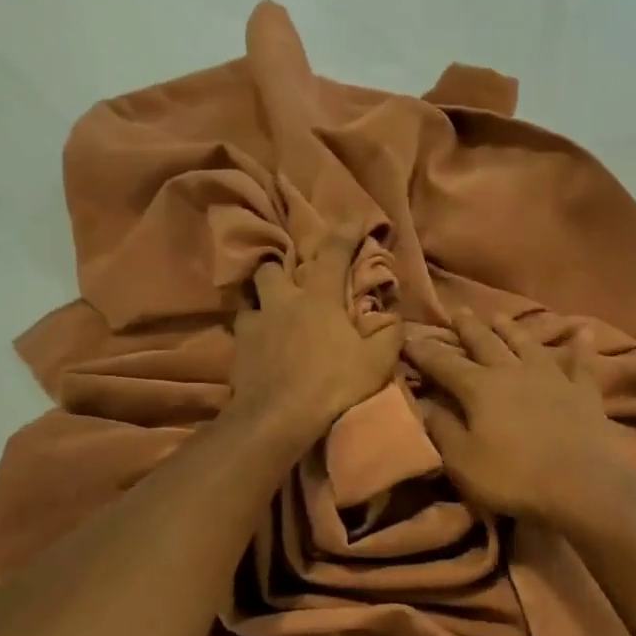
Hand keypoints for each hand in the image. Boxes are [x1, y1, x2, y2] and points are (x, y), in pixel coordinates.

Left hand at [232, 225, 402, 439]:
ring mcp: (256, 323)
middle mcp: (284, 301)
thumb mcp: (376, 363)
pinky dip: (253, 330)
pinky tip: (260, 343)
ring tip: (273, 310)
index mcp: (319, 299)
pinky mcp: (239, 348)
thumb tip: (396, 320)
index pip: (334, 253)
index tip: (353, 219)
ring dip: (264, 298)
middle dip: (284, 265)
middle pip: (274, 267)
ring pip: (252, 295)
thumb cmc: (333, 384)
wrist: (278, 416)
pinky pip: (243, 328)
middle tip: (296, 278)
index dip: (345, 232)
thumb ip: (390, 336)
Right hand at [407, 310, 616, 522]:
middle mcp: (513, 372)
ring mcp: (551, 377)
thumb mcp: (463, 460)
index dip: (424, 351)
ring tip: (499, 316)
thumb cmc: (514, 476)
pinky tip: (584, 331)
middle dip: (468, 328)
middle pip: (485, 343)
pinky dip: (582, 346)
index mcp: (479, 388)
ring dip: (512, 329)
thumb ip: (441, 428)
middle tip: (457, 311)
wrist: (581, 483)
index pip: (444, 364)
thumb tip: (421, 402)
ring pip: (527, 344)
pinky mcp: (583, 391)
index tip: (407, 337)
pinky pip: (582, 362)